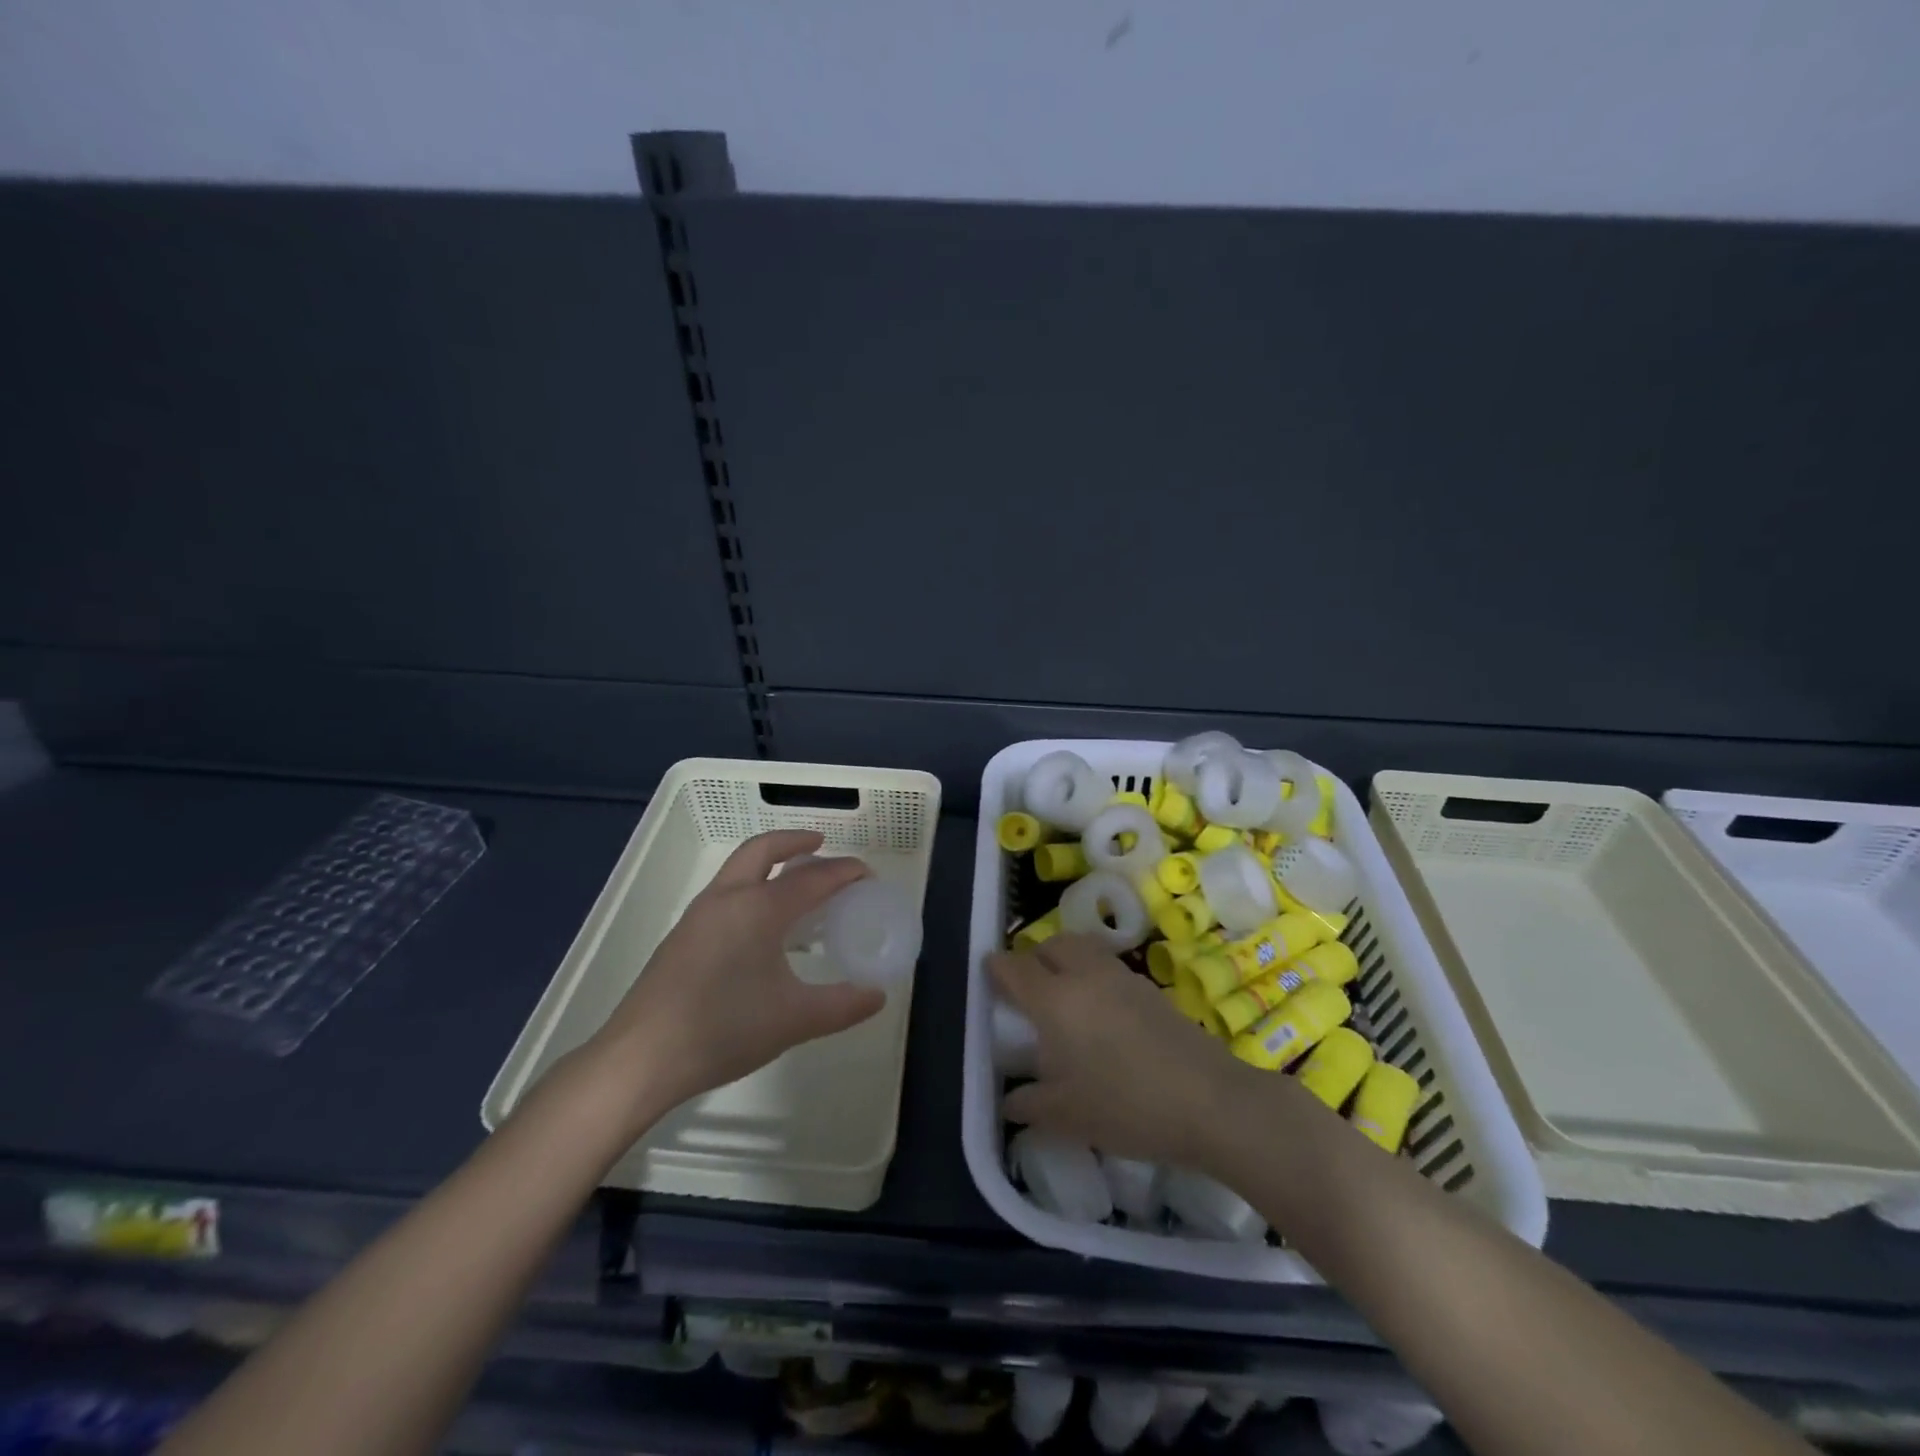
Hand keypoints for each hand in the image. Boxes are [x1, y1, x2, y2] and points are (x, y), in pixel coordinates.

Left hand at [584, 830, 886, 1130]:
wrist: (641, 1057)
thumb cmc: (724, 1029)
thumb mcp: (794, 1020)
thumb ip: (842, 1006)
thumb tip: (878, 996)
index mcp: (759, 908)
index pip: (812, 878)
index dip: (844, 872)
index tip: (867, 875)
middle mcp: (727, 898)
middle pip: (763, 850)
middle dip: (794, 842)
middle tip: (821, 847)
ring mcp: (699, 915)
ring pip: (739, 869)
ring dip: (770, 863)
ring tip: (796, 885)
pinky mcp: (682, 936)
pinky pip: (726, 892)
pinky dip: (752, 886)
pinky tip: (762, 926)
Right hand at [990, 935, 1259, 1169]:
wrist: (1210, 1102)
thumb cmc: (1126, 1107)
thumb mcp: (1065, 1117)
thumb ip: (1028, 1105)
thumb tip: (1010, 1101)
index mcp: (1055, 999)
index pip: (1015, 968)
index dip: (996, 969)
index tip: (988, 976)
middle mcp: (1085, 975)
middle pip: (1051, 945)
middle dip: (1033, 958)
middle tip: (1027, 989)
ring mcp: (1122, 977)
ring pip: (1083, 949)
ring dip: (1066, 961)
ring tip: (1065, 999)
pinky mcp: (1150, 988)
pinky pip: (1108, 968)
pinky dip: (1094, 977)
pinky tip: (1102, 1016)